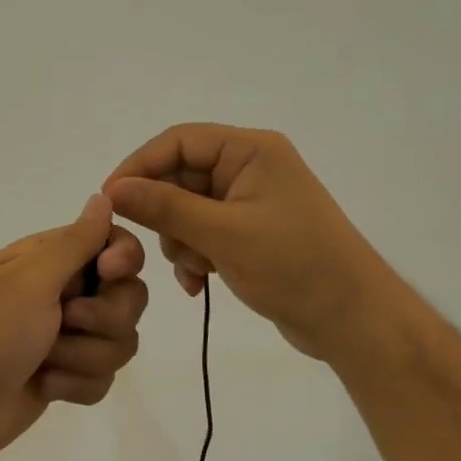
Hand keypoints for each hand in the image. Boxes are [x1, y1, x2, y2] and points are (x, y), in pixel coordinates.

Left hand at [0, 195, 148, 460]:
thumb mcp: (31, 280)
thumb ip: (75, 242)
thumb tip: (103, 196)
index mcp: (50, 260)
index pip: (114, 244)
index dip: (123, 260)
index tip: (108, 273)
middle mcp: (64, 293)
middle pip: (129, 297)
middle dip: (104, 319)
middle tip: (65, 323)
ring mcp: (67, 337)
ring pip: (120, 342)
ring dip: (85, 357)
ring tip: (46, 363)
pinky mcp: (69, 375)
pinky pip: (104, 378)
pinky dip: (76, 385)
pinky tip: (45, 386)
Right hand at [104, 124, 372, 360]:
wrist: (352, 319)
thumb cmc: (292, 266)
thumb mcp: (222, 234)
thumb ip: (164, 207)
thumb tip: (112, 190)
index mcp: (251, 150)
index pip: (177, 141)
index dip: (138, 167)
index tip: (109, 202)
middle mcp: (249, 168)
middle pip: (180, 176)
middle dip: (164, 215)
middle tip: (156, 246)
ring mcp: (250, 202)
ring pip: (186, 210)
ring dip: (180, 241)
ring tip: (196, 269)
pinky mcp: (250, 233)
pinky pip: (203, 233)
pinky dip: (195, 256)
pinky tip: (199, 284)